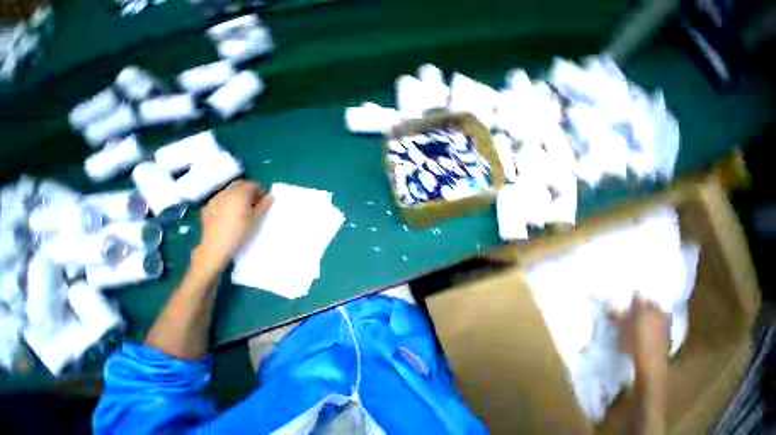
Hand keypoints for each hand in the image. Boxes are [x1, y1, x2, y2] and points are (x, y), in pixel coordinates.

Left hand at [196, 180, 272, 271]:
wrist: (216, 246)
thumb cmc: (241, 231)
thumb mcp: (257, 218)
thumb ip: (264, 205)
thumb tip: (271, 196)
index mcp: (240, 194)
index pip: (252, 184)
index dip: (260, 190)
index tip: (264, 200)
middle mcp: (226, 193)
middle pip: (239, 184)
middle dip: (249, 190)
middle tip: (256, 202)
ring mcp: (215, 199)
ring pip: (229, 190)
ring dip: (238, 194)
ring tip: (243, 208)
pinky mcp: (208, 207)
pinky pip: (221, 198)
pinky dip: (228, 200)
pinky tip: (231, 212)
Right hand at [609, 295, 669, 376]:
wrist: (651, 359)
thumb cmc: (633, 341)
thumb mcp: (621, 327)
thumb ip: (615, 315)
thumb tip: (606, 306)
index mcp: (643, 309)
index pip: (638, 296)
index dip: (633, 294)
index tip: (629, 294)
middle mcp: (656, 313)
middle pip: (652, 303)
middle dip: (647, 302)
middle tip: (639, 305)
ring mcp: (665, 323)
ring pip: (662, 312)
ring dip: (656, 312)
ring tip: (649, 315)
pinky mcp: (669, 333)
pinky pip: (666, 322)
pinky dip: (661, 322)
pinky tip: (655, 326)